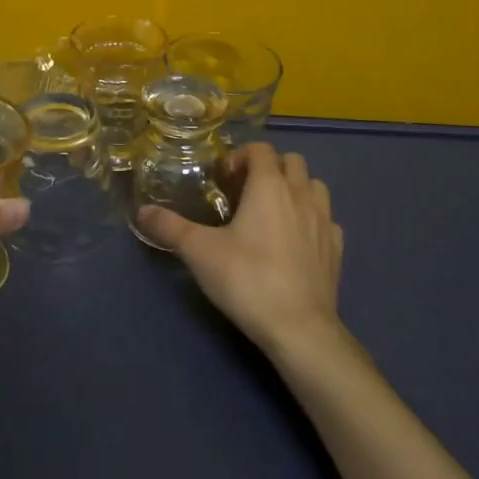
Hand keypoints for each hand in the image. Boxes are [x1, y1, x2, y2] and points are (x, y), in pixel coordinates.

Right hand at [136, 143, 343, 355]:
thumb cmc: (247, 279)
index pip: (260, 149)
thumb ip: (169, 227)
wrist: (299, 329)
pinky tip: (296, 240)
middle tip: (245, 193)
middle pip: (291, 161)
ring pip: (314, 186)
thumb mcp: (199, 252)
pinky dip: (312, 219)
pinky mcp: (337, 249)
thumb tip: (142, 212)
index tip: (223, 180)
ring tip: (272, 212)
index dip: (240, 156)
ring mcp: (324, 221)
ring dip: (295, 189)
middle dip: (269, 168)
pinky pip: (327, 220)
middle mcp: (300, 194)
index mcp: (269, 186)